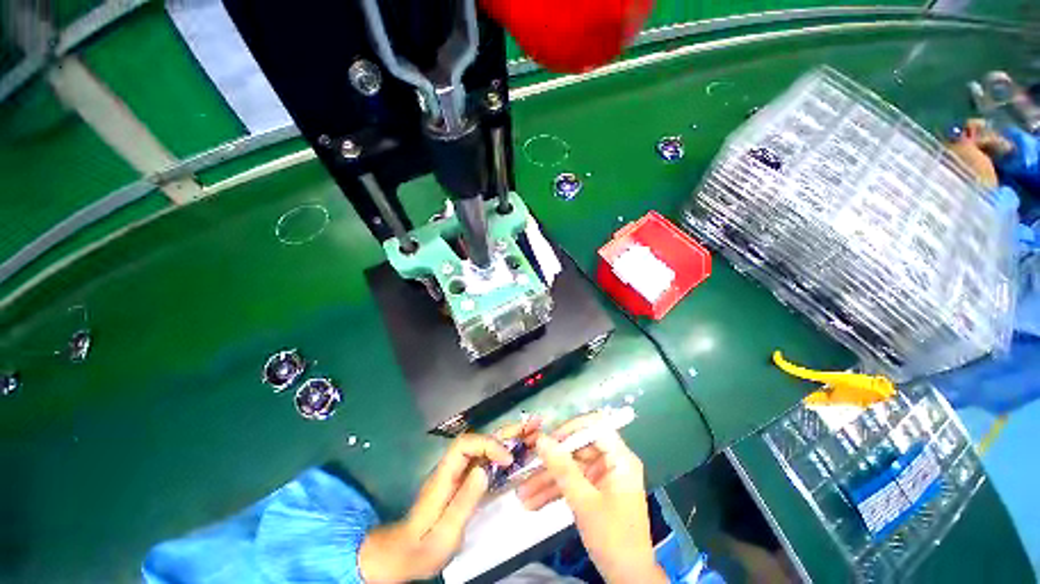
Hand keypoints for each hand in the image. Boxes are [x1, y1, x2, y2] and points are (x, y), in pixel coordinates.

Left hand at [358, 419, 540, 582]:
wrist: (405, 554)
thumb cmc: (423, 546)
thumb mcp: (444, 531)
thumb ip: (464, 500)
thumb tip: (484, 470)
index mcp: (444, 474)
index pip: (466, 444)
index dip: (488, 445)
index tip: (507, 460)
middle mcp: (452, 467)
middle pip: (479, 440)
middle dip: (504, 432)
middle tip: (530, 426)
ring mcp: (459, 472)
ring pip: (484, 448)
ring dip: (507, 438)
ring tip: (530, 432)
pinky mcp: (464, 480)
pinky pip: (486, 461)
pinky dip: (503, 453)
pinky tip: (518, 453)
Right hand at [517, 414, 667, 583]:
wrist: (627, 579)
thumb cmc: (613, 538)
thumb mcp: (584, 502)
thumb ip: (562, 468)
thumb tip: (541, 439)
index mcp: (619, 458)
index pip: (594, 427)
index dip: (571, 428)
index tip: (548, 439)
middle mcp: (611, 462)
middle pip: (577, 449)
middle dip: (551, 461)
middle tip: (527, 464)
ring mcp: (602, 478)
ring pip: (571, 469)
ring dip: (547, 480)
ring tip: (522, 492)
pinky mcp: (594, 492)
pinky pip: (572, 484)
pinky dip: (555, 492)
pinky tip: (532, 502)